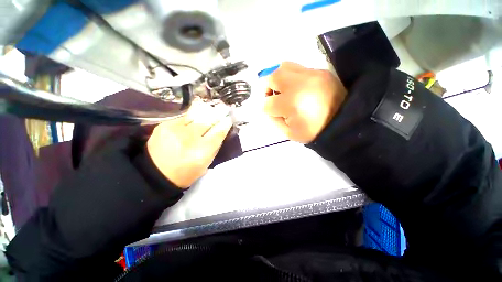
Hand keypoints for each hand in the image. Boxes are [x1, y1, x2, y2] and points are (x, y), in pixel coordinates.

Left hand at [147, 104, 232, 187]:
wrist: (155, 174)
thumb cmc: (185, 172)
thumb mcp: (205, 164)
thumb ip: (214, 147)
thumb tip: (220, 131)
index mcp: (202, 152)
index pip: (218, 133)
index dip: (225, 124)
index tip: (229, 118)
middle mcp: (190, 138)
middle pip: (208, 121)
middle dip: (217, 115)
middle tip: (223, 109)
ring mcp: (176, 130)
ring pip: (196, 116)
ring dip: (205, 113)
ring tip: (211, 109)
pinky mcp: (165, 125)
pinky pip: (184, 117)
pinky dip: (192, 117)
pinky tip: (196, 116)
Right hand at [263, 62, 346, 142]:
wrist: (344, 122)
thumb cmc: (314, 131)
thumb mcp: (289, 133)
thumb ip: (274, 120)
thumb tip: (269, 107)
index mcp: (291, 104)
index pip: (267, 103)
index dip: (267, 109)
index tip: (274, 113)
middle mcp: (298, 85)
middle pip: (271, 77)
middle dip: (267, 87)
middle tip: (272, 95)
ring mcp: (311, 75)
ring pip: (283, 66)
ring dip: (277, 78)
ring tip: (283, 89)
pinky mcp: (320, 71)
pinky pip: (298, 68)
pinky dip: (291, 77)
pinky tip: (297, 87)